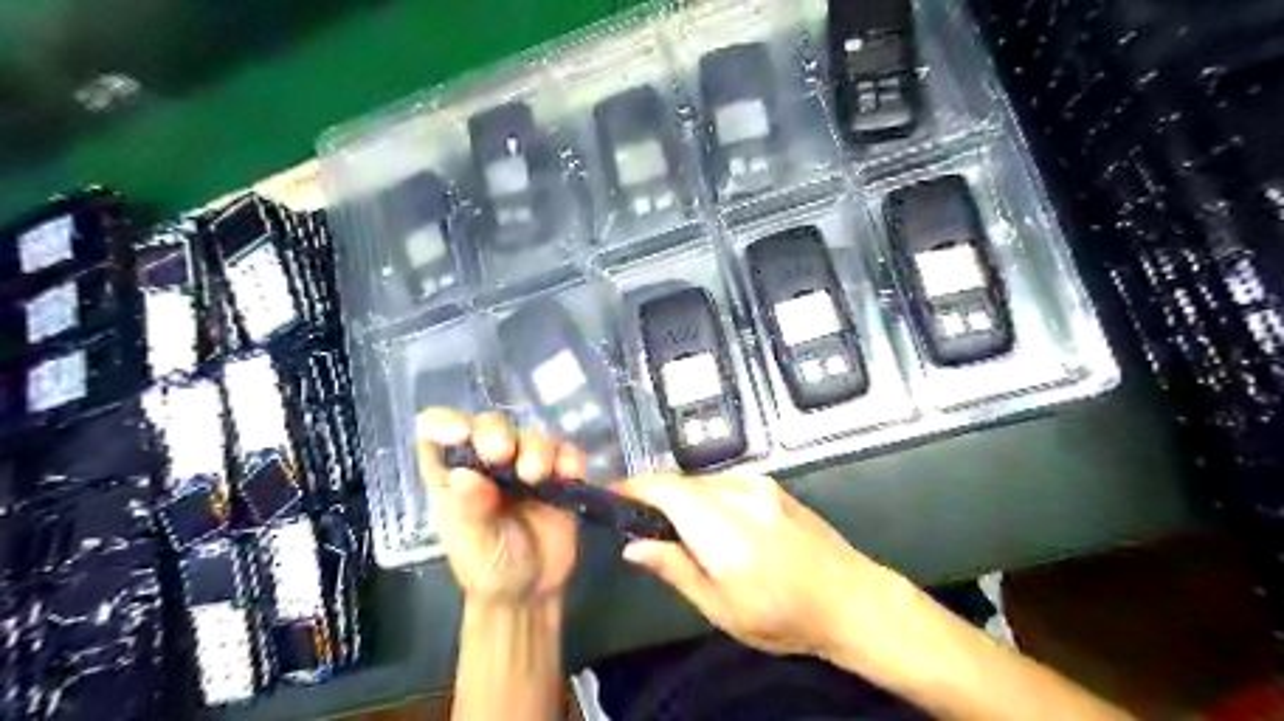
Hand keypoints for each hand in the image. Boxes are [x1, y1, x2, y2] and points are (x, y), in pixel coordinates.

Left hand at [420, 409, 585, 605]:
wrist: (531, 591)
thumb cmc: (489, 568)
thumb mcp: (473, 546)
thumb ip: (469, 512)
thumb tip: (465, 475)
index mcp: (451, 473)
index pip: (435, 430)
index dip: (445, 423)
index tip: (462, 435)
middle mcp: (487, 461)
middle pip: (490, 424)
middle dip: (497, 432)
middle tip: (502, 453)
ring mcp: (524, 464)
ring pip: (531, 435)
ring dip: (536, 448)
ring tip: (537, 476)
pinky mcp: (557, 473)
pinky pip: (566, 452)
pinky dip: (568, 458)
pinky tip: (568, 475)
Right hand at [617, 473, 916, 664]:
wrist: (850, 598)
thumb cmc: (784, 616)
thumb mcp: (722, 608)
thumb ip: (675, 569)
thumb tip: (634, 546)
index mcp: (724, 531)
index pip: (667, 490)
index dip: (634, 487)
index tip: (613, 495)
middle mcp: (741, 496)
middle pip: (682, 483)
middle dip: (656, 496)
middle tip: (643, 524)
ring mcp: (759, 485)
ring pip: (702, 481)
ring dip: (682, 497)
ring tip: (680, 531)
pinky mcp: (771, 484)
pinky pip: (724, 482)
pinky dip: (706, 496)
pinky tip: (713, 523)